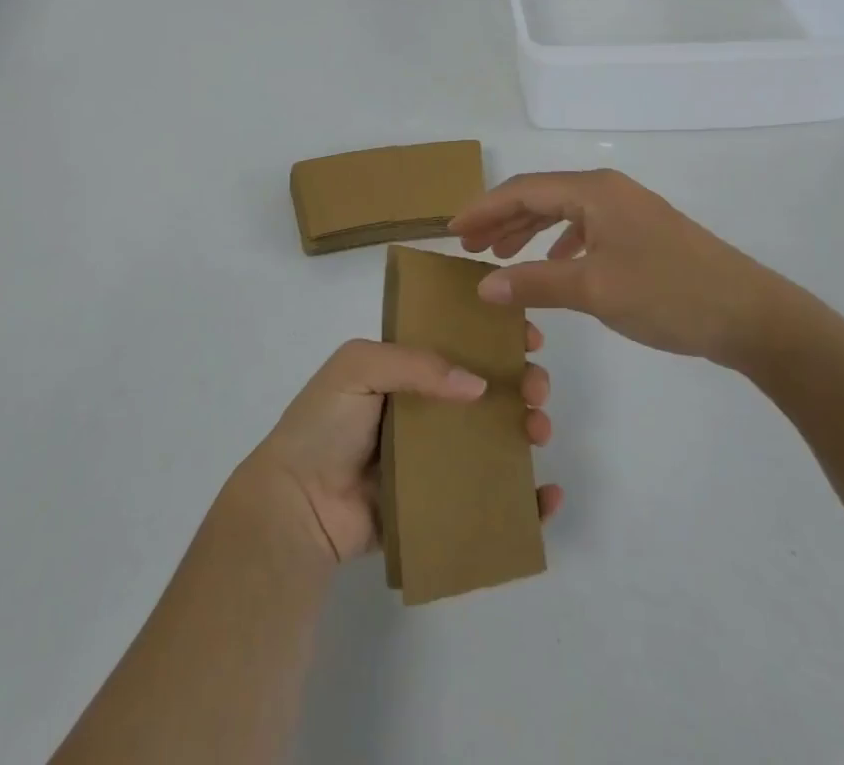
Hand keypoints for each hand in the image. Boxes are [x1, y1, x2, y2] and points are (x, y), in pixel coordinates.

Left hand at [237, 335, 563, 566]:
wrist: (297, 506)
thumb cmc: (324, 425)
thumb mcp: (359, 367)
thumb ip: (416, 364)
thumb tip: (478, 384)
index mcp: (404, 370)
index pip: (458, 344)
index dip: (494, 338)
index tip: (528, 337)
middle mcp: (423, 409)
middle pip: (486, 390)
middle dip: (521, 382)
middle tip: (536, 389)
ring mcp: (434, 458)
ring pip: (494, 438)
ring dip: (527, 429)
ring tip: (538, 431)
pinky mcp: (440, 504)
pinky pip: (489, 498)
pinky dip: (525, 499)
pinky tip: (547, 495)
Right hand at [450, 169, 794, 368]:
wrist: (751, 315)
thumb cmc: (667, 293)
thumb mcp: (594, 288)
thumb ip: (535, 282)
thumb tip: (484, 285)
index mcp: (593, 191)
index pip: (523, 190)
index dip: (484, 208)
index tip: (452, 230)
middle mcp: (608, 191)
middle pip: (541, 196)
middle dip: (502, 219)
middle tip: (469, 246)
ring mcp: (628, 211)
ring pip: (563, 212)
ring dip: (528, 231)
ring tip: (500, 255)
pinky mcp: (643, 234)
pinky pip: (586, 228)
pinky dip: (559, 243)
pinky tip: (553, 264)